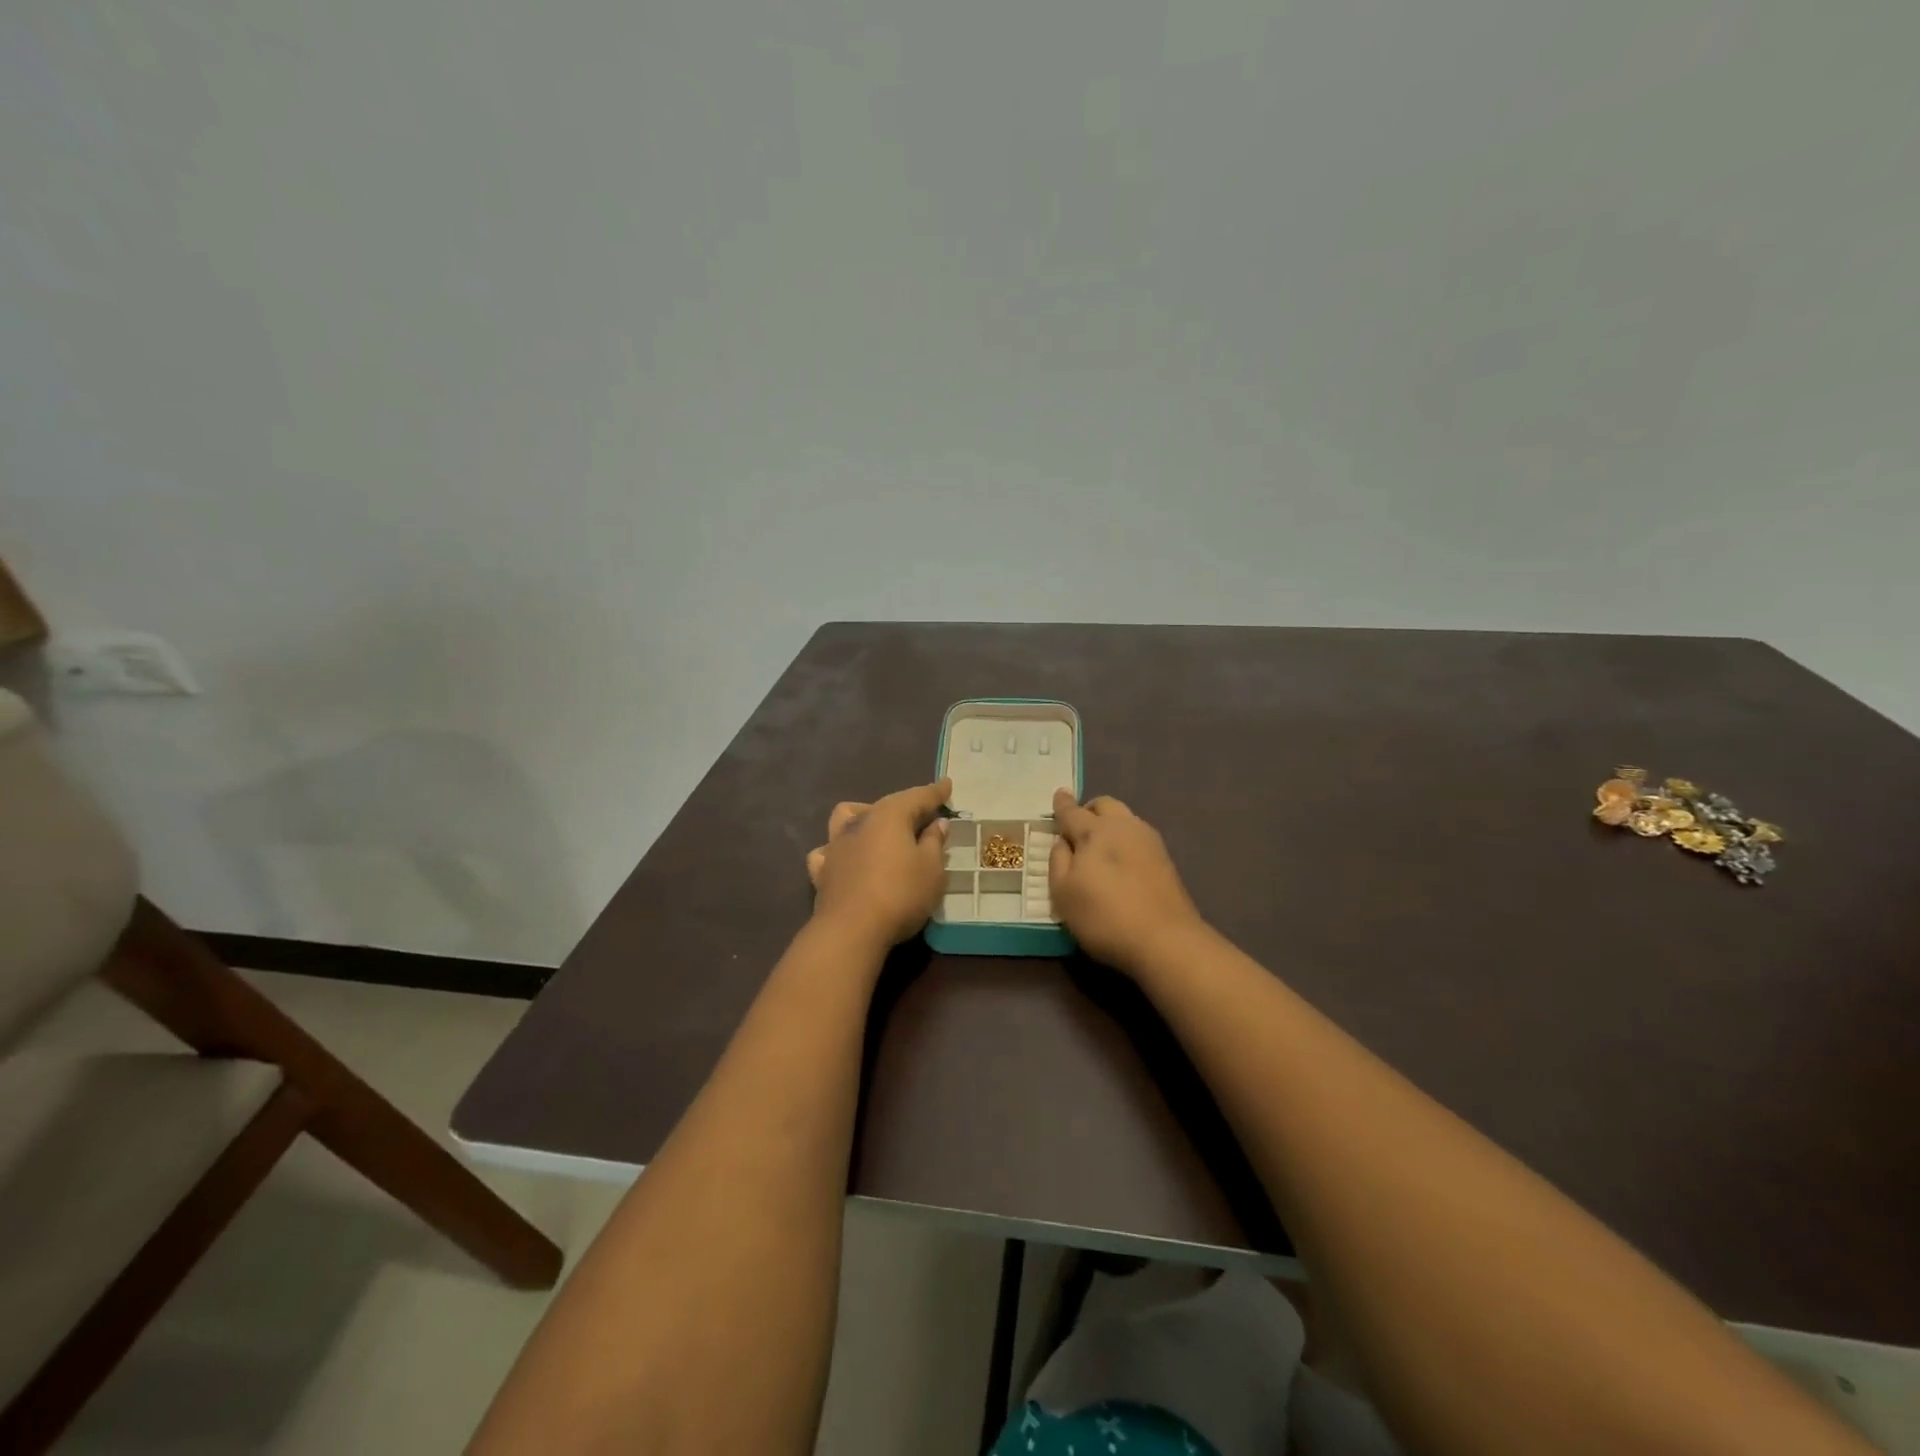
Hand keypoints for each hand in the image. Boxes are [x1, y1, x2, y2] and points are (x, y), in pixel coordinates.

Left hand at [804, 779, 951, 950]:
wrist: (851, 930)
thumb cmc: (900, 894)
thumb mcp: (931, 870)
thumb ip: (934, 842)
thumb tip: (936, 823)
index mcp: (890, 816)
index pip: (918, 797)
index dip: (935, 792)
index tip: (947, 785)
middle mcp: (860, 821)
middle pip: (885, 805)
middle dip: (906, 806)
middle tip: (924, 816)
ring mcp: (836, 844)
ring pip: (847, 816)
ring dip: (864, 817)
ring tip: (879, 830)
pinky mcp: (822, 870)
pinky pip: (828, 850)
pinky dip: (839, 849)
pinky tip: (847, 858)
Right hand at [1049, 790, 1206, 972]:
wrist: (1165, 939)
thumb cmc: (1104, 916)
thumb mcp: (1063, 893)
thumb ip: (1058, 860)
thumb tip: (1063, 841)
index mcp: (1094, 831)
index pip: (1072, 812)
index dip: (1062, 804)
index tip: (1059, 794)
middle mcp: (1123, 826)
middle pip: (1104, 805)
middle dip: (1089, 810)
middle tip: (1078, 828)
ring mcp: (1149, 841)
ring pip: (1125, 818)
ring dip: (1110, 824)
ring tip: (1100, 848)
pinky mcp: (1166, 859)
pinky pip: (1138, 837)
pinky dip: (1125, 840)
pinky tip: (1121, 862)